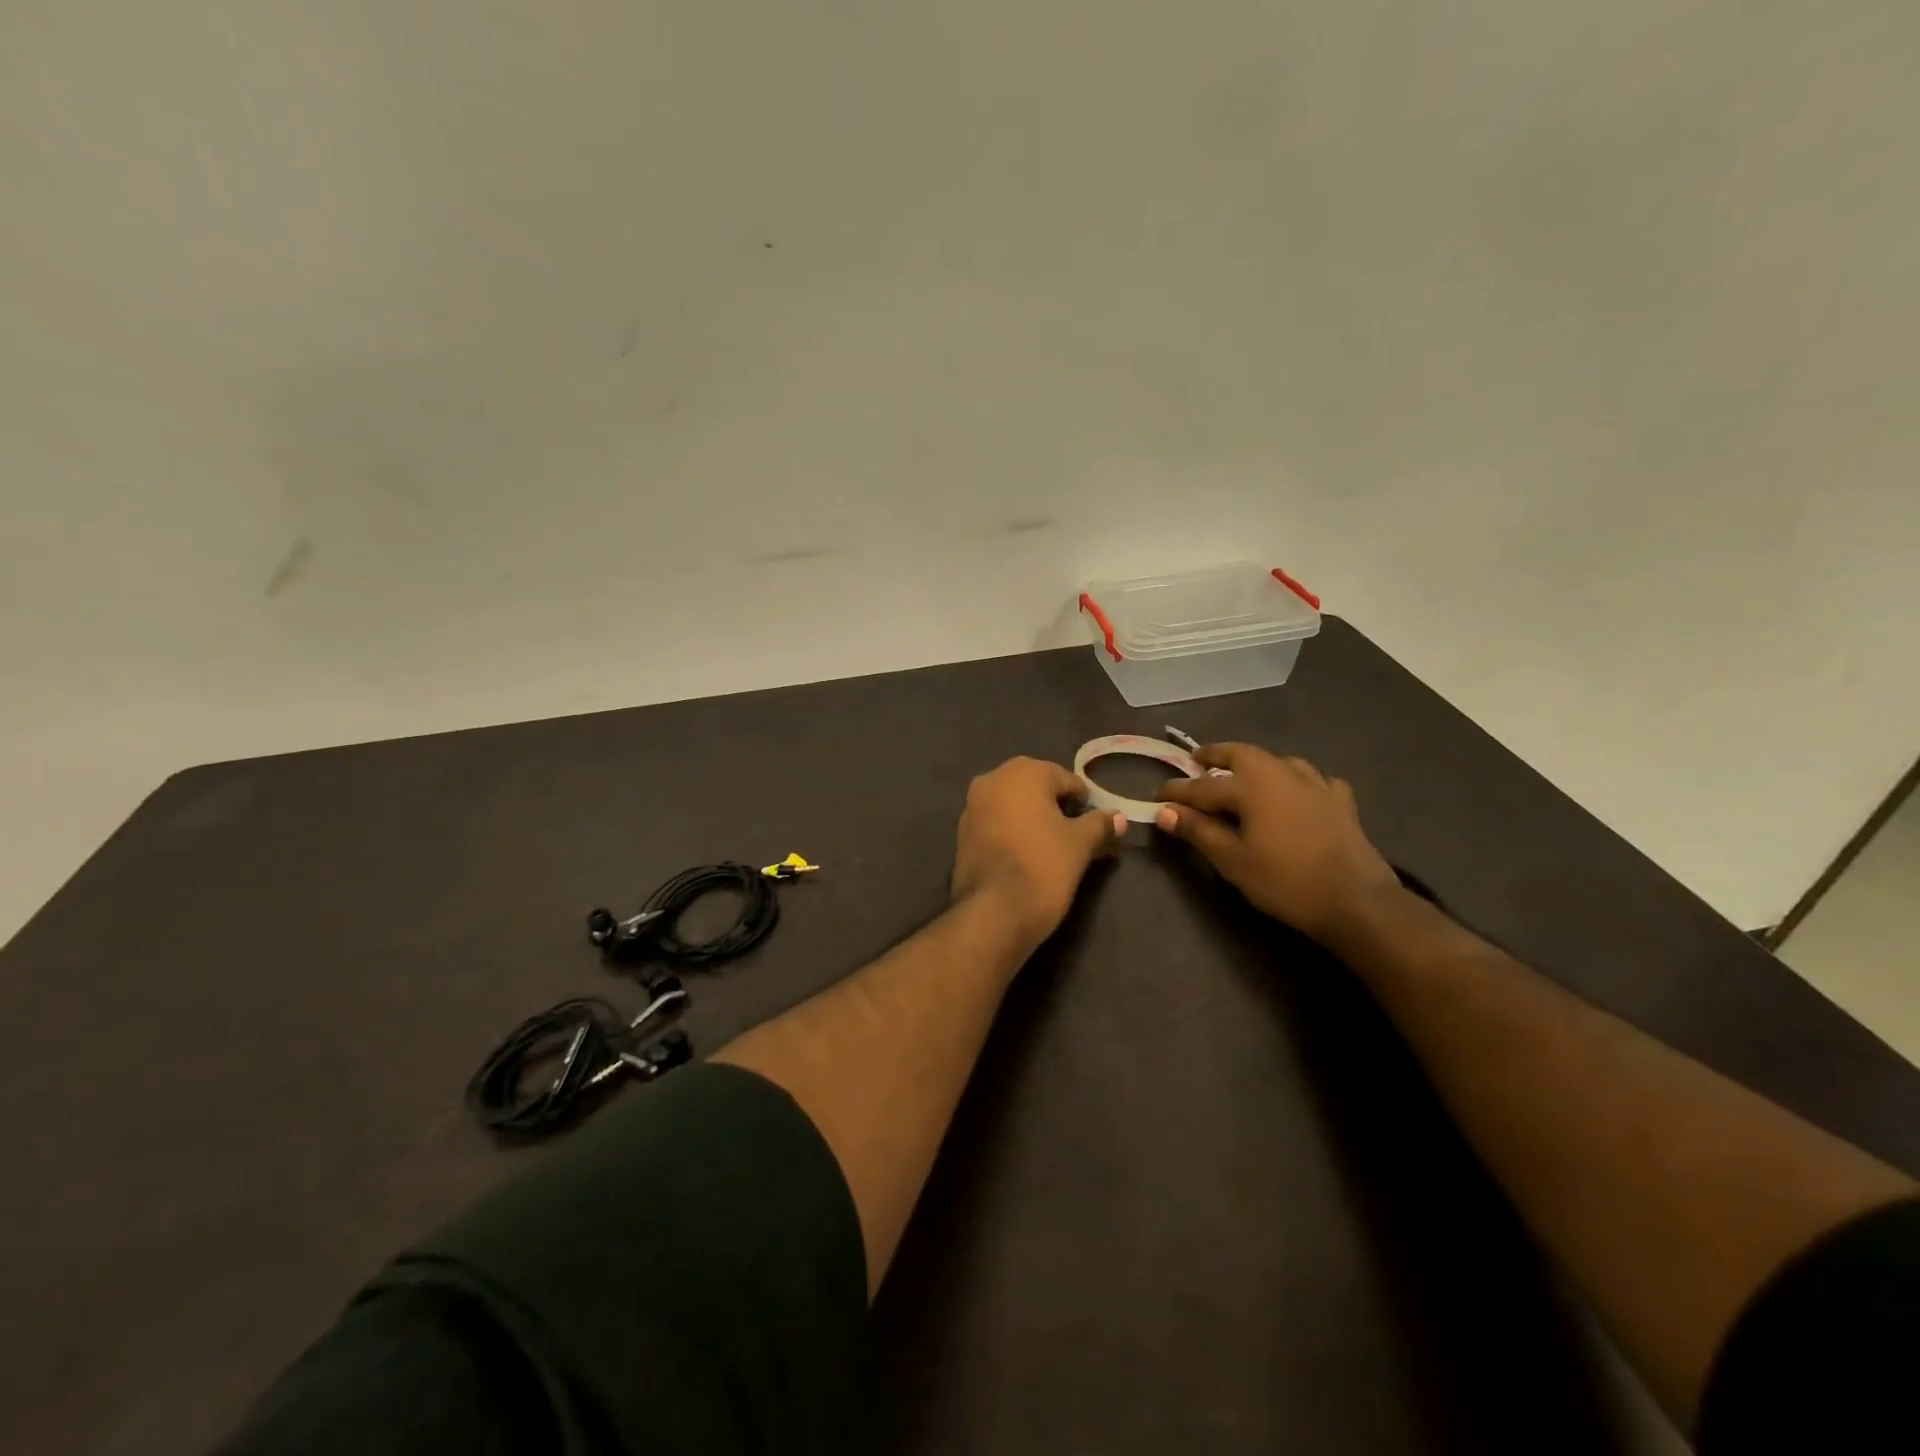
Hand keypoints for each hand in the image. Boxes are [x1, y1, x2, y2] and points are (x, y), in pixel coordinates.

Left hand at [951, 757, 1125, 947]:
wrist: (994, 912)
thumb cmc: (1043, 866)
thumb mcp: (1080, 844)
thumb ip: (1100, 825)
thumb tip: (1119, 818)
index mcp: (1023, 772)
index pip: (1066, 780)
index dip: (1085, 803)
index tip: (1096, 826)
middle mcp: (992, 779)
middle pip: (1036, 788)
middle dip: (1057, 808)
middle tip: (1076, 836)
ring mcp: (972, 806)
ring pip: (1013, 806)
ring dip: (1033, 820)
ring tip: (1052, 848)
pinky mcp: (961, 833)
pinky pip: (996, 824)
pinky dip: (1012, 833)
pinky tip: (1026, 855)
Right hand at [1154, 744, 1400, 943]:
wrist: (1356, 902)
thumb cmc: (1286, 881)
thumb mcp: (1233, 861)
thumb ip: (1198, 832)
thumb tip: (1165, 812)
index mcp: (1252, 786)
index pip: (1202, 786)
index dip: (1177, 791)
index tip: (1157, 797)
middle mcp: (1281, 774)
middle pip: (1242, 754)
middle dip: (1216, 755)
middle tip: (1197, 761)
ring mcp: (1316, 785)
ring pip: (1279, 761)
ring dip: (1257, 764)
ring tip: (1244, 776)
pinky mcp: (1341, 802)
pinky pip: (1315, 780)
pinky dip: (1299, 781)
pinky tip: (1299, 793)